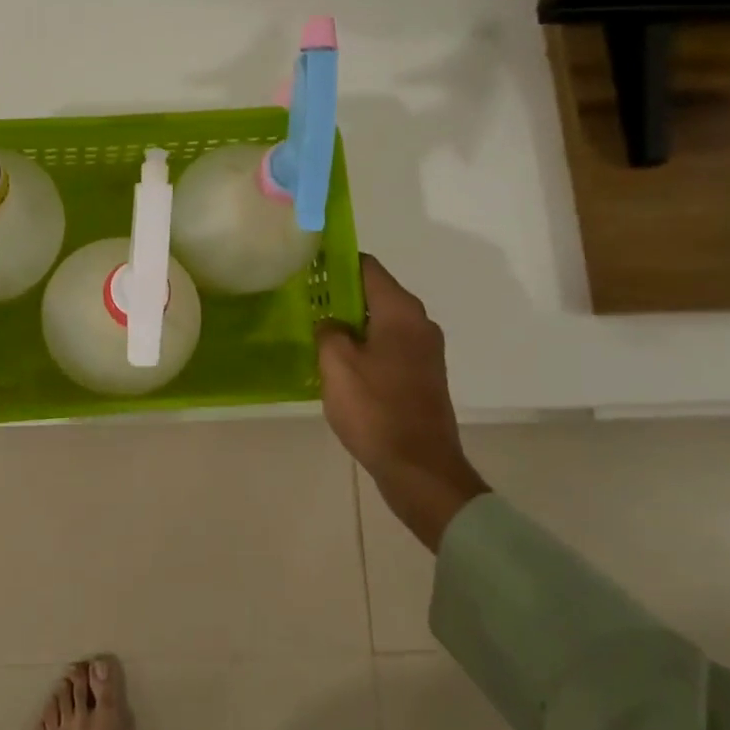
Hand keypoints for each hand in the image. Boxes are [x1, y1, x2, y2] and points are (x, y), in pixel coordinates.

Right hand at [317, 255, 489, 551]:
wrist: (419, 467)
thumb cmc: (375, 409)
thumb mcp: (336, 364)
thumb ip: (328, 330)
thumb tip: (331, 323)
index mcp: (401, 312)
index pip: (367, 267)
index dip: (336, 261)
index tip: (307, 264)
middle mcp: (419, 323)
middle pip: (375, 293)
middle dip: (339, 294)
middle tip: (304, 300)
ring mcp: (425, 351)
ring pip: (381, 322)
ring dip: (351, 323)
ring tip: (316, 331)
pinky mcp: (422, 376)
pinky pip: (388, 346)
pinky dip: (365, 346)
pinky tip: (339, 363)